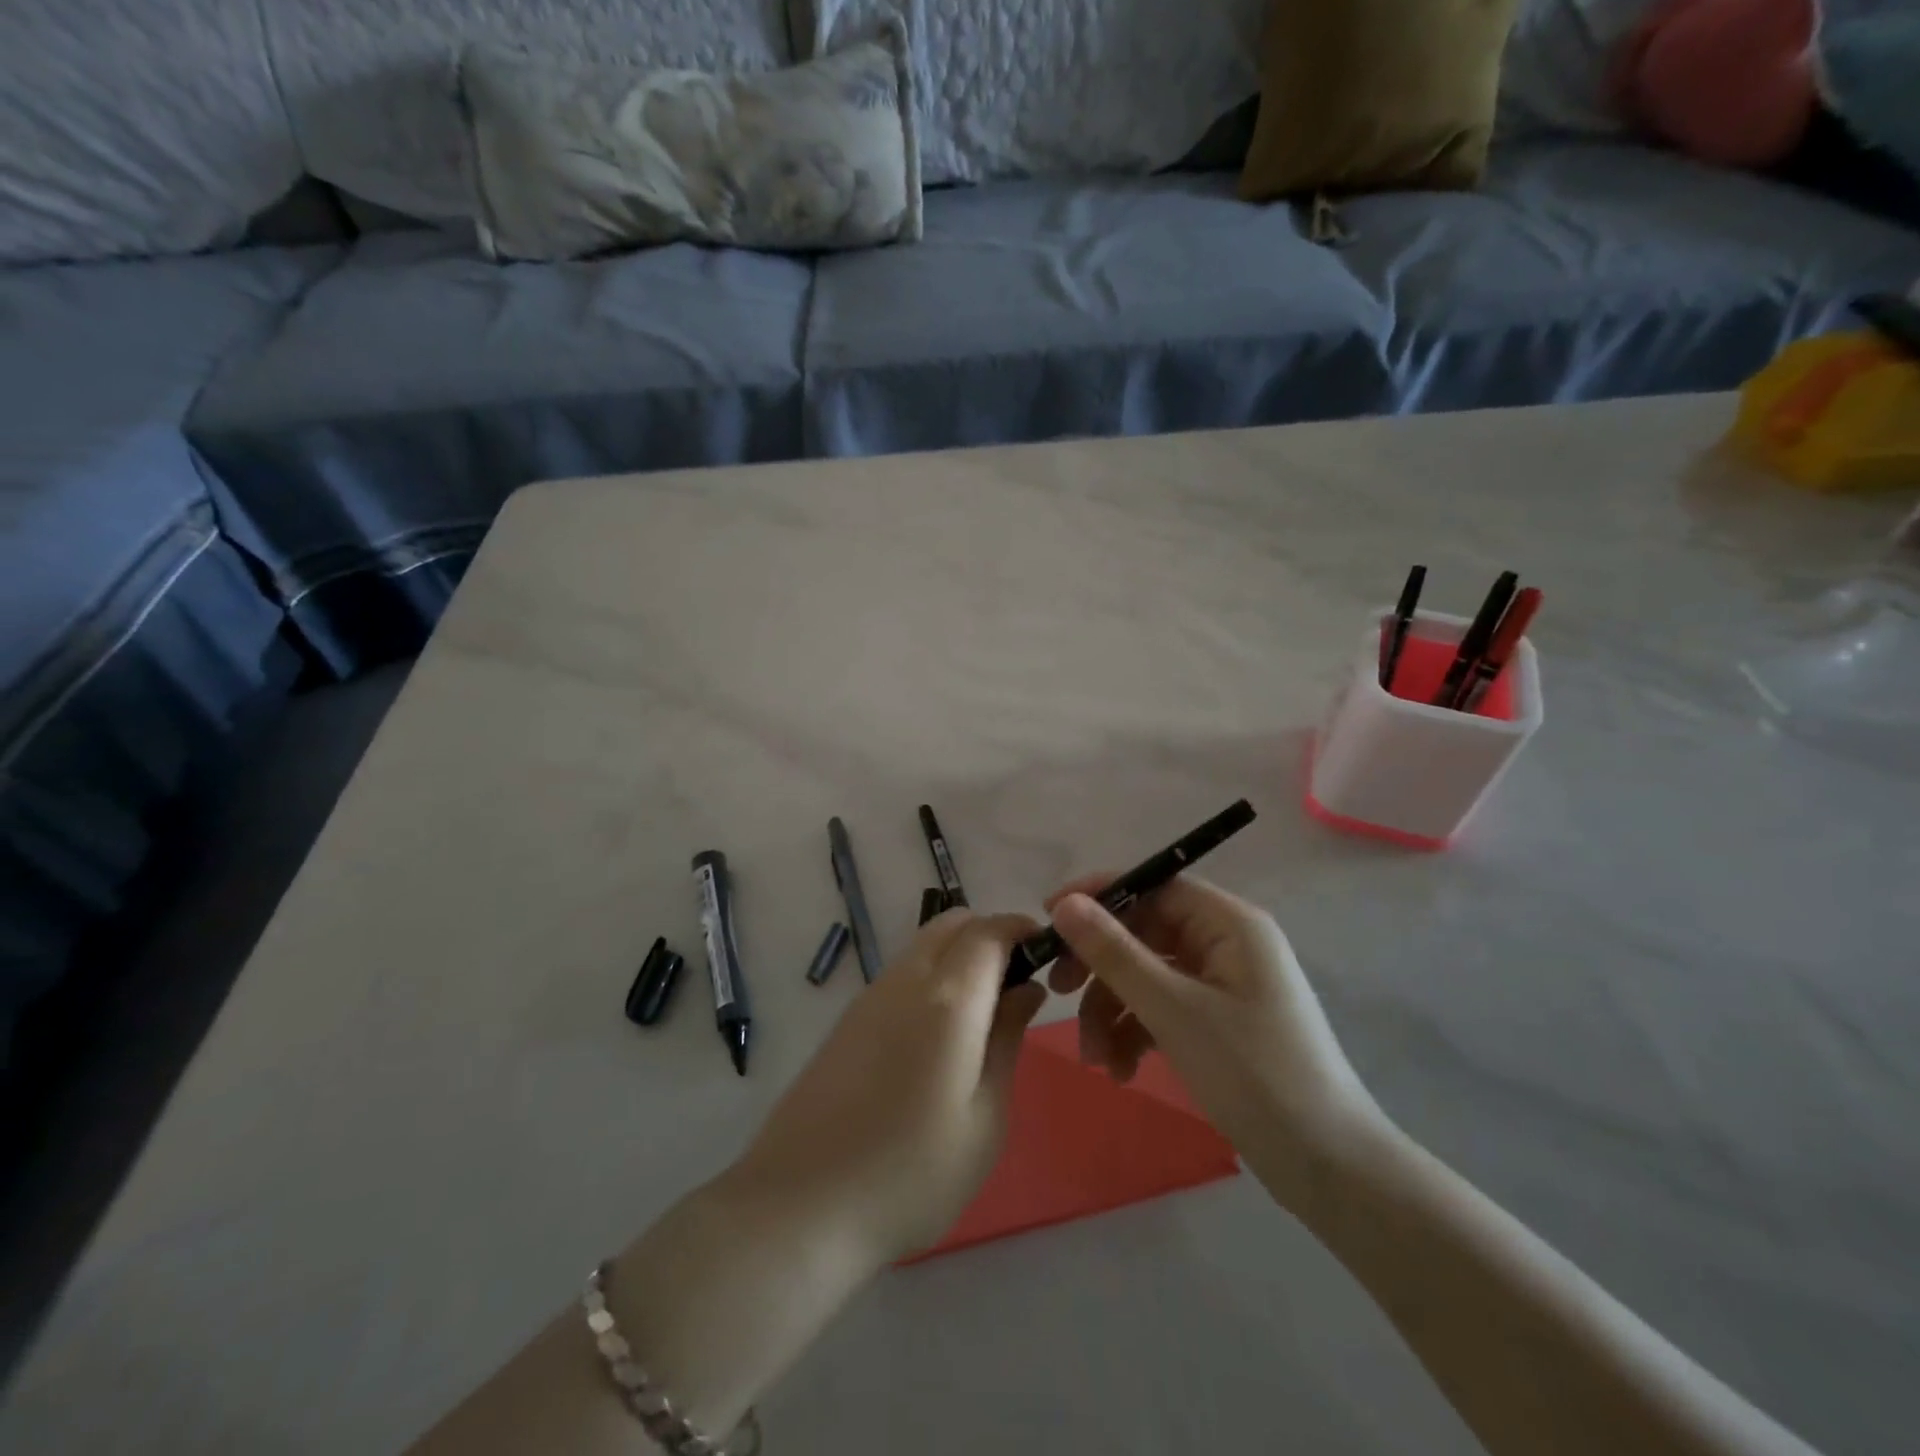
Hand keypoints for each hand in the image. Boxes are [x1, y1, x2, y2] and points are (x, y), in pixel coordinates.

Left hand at [733, 910, 1047, 1264]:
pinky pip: (902, 972)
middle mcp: (906, 979)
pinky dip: (932, 976)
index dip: (1022, 929)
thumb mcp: (984, 1118)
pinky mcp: (848, 1018)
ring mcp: (870, 995)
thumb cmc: (911, 1173)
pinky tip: (937, 1036)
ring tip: (982, 1016)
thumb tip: (1027, 988)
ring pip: (924, 944)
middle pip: (952, 923)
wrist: (800, 1205)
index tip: (1047, 953)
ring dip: (959, 955)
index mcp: (948, 998)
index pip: (989, 930)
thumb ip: (1007, 1039)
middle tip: (1016, 985)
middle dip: (990, 936)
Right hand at [1045, 874, 1385, 1209]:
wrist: (1330, 1168)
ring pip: (1148, 975)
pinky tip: (1122, 1070)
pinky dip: (1137, 1032)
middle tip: (1058, 991)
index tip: (1048, 919)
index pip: (1153, 885)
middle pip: (1145, 933)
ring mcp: (1224, 985)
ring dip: (1114, 1010)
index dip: (1099, 897)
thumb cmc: (1254, 1075)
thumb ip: (1115, 953)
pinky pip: (1164, 1008)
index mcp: (1229, 923)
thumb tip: (1064, 904)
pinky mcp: (1220, 1022)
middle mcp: (1227, 943)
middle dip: (1101, 967)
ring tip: (1097, 1059)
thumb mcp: (1174, 1010)